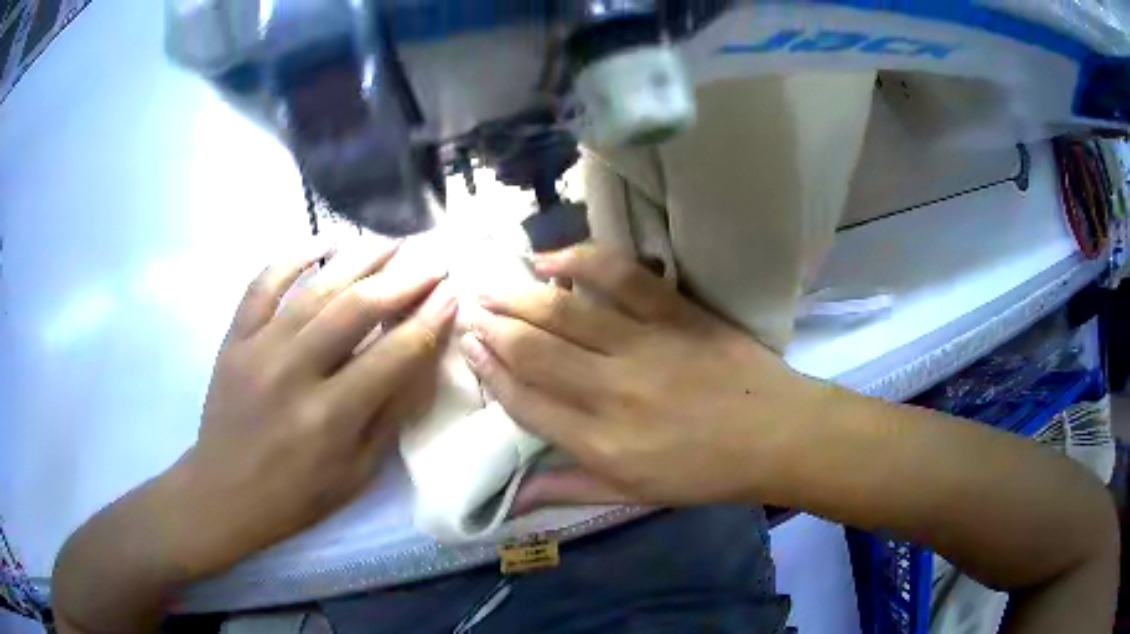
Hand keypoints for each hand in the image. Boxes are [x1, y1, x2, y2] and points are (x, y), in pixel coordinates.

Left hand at [173, 238, 455, 574]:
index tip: (453, 295)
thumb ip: (391, 414)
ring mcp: (259, 348)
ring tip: (393, 242)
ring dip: (360, 258)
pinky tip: (322, 242)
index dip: (429, 321)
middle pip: (357, 308)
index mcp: (330, 417)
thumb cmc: (297, 495)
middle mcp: (295, 373)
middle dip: (404, 279)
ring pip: (315, 287)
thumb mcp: (357, 473)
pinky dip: (293, 256)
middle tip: (432, 260)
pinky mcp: (235, 338)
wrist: (225, 492)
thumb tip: (422, 359)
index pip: (393, 355)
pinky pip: (263, 283)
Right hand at [460, 246, 826, 508]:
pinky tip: (551, 260)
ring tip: (491, 286)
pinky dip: (581, 263)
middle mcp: (611, 393)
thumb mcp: (635, 496)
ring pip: (563, 314)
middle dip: (493, 328)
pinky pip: (621, 277)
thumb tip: (513, 499)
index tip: (469, 349)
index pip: (526, 402)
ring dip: (519, 296)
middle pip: (533, 352)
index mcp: (600, 444)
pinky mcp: (676, 314)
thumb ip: (570, 489)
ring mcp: (644, 347)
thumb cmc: (706, 473)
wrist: (776, 436)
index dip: (491, 373)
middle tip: (469, 310)